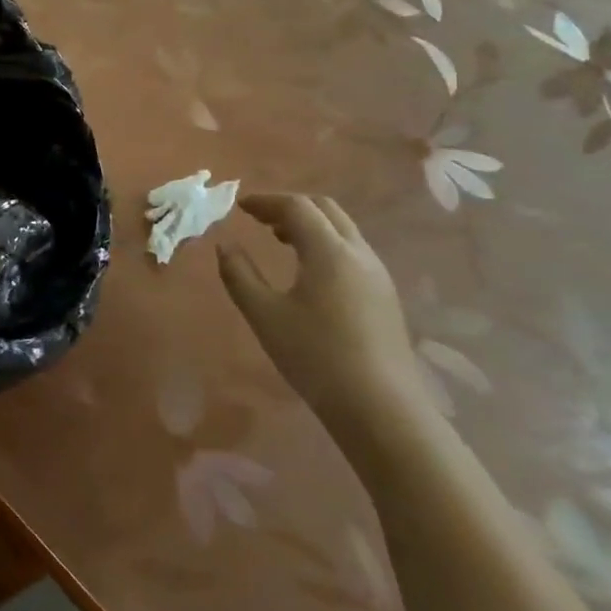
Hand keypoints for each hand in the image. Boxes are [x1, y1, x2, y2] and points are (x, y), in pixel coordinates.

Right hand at [216, 194, 420, 429]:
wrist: (381, 409)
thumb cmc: (315, 357)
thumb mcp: (264, 315)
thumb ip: (239, 275)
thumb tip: (225, 245)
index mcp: (329, 251)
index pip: (297, 206)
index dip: (266, 201)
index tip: (240, 207)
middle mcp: (358, 253)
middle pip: (325, 209)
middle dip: (290, 206)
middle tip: (260, 219)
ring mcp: (377, 275)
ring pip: (342, 230)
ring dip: (310, 225)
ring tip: (280, 240)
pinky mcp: (385, 296)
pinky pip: (352, 251)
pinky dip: (325, 244)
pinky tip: (308, 271)